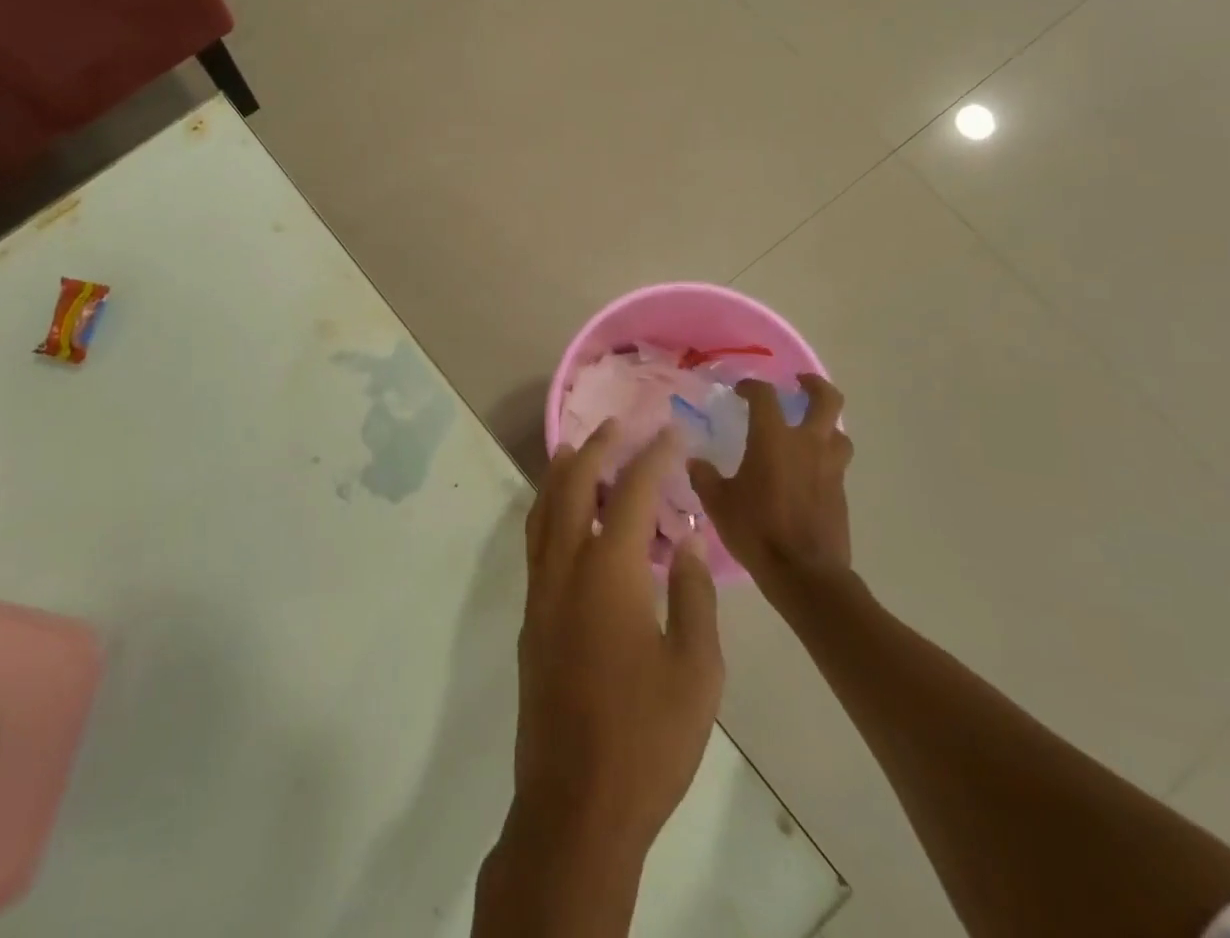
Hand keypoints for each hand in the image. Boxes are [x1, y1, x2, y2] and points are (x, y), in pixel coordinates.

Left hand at [510, 422, 723, 862]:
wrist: (576, 803)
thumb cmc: (647, 739)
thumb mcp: (697, 671)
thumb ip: (695, 596)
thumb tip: (689, 542)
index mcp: (610, 572)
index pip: (631, 492)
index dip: (653, 457)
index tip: (672, 433)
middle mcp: (566, 566)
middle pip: (572, 484)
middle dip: (596, 448)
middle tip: (619, 426)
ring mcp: (541, 589)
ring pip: (545, 508)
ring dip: (564, 472)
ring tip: (583, 451)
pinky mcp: (531, 614)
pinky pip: (538, 539)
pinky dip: (552, 508)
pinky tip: (570, 516)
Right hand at [688, 374, 853, 585]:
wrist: (805, 574)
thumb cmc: (756, 530)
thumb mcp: (718, 503)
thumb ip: (705, 477)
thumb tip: (695, 463)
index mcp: (774, 438)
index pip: (765, 395)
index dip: (752, 386)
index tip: (740, 390)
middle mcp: (807, 445)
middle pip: (827, 400)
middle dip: (815, 386)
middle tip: (800, 384)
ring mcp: (830, 469)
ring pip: (839, 433)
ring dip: (827, 425)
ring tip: (809, 430)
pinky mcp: (841, 493)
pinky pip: (836, 464)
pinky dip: (824, 459)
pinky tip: (806, 473)